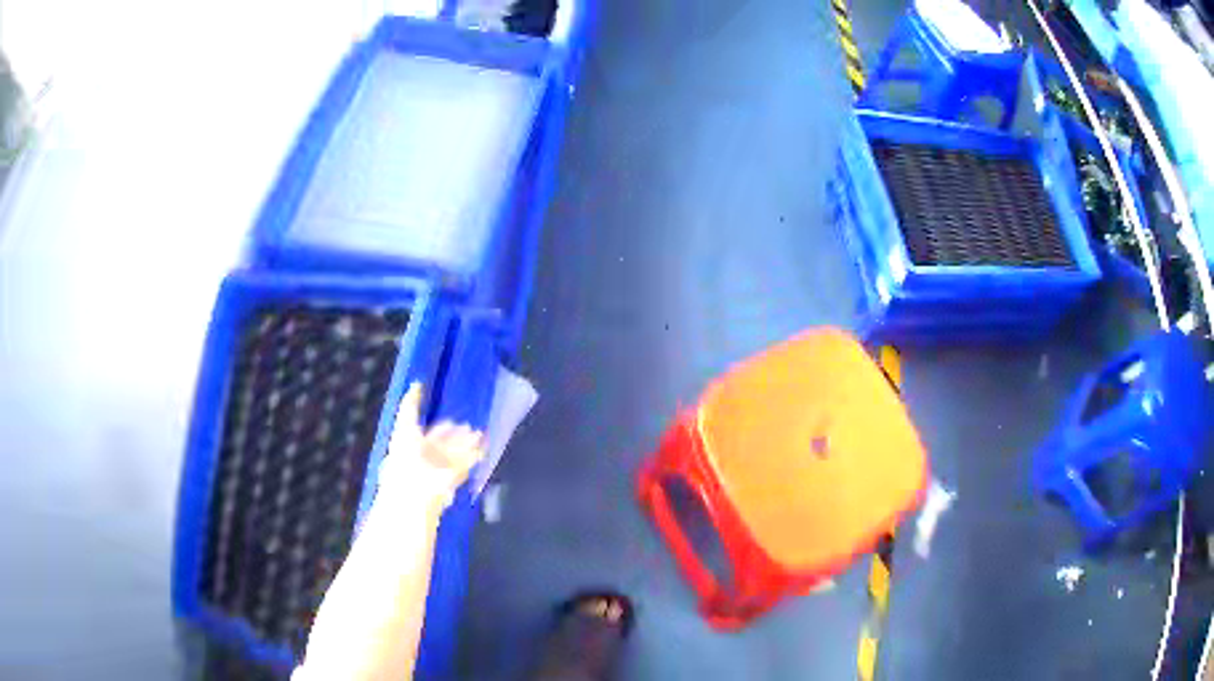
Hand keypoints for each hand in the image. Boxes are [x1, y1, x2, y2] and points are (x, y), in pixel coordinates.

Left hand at [376, 383, 485, 508]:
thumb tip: (416, 384)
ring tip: (478, 432)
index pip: (426, 435)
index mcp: (411, 446)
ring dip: (467, 442)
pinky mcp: (454, 475)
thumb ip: (411, 404)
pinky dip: (476, 452)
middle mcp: (426, 457)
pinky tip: (484, 443)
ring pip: (457, 452)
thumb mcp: (404, 423)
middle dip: (455, 435)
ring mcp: (441, 467)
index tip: (449, 418)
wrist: (414, 484)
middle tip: (467, 425)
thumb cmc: (404, 452)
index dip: (439, 427)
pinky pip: (466, 461)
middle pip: (444, 444)